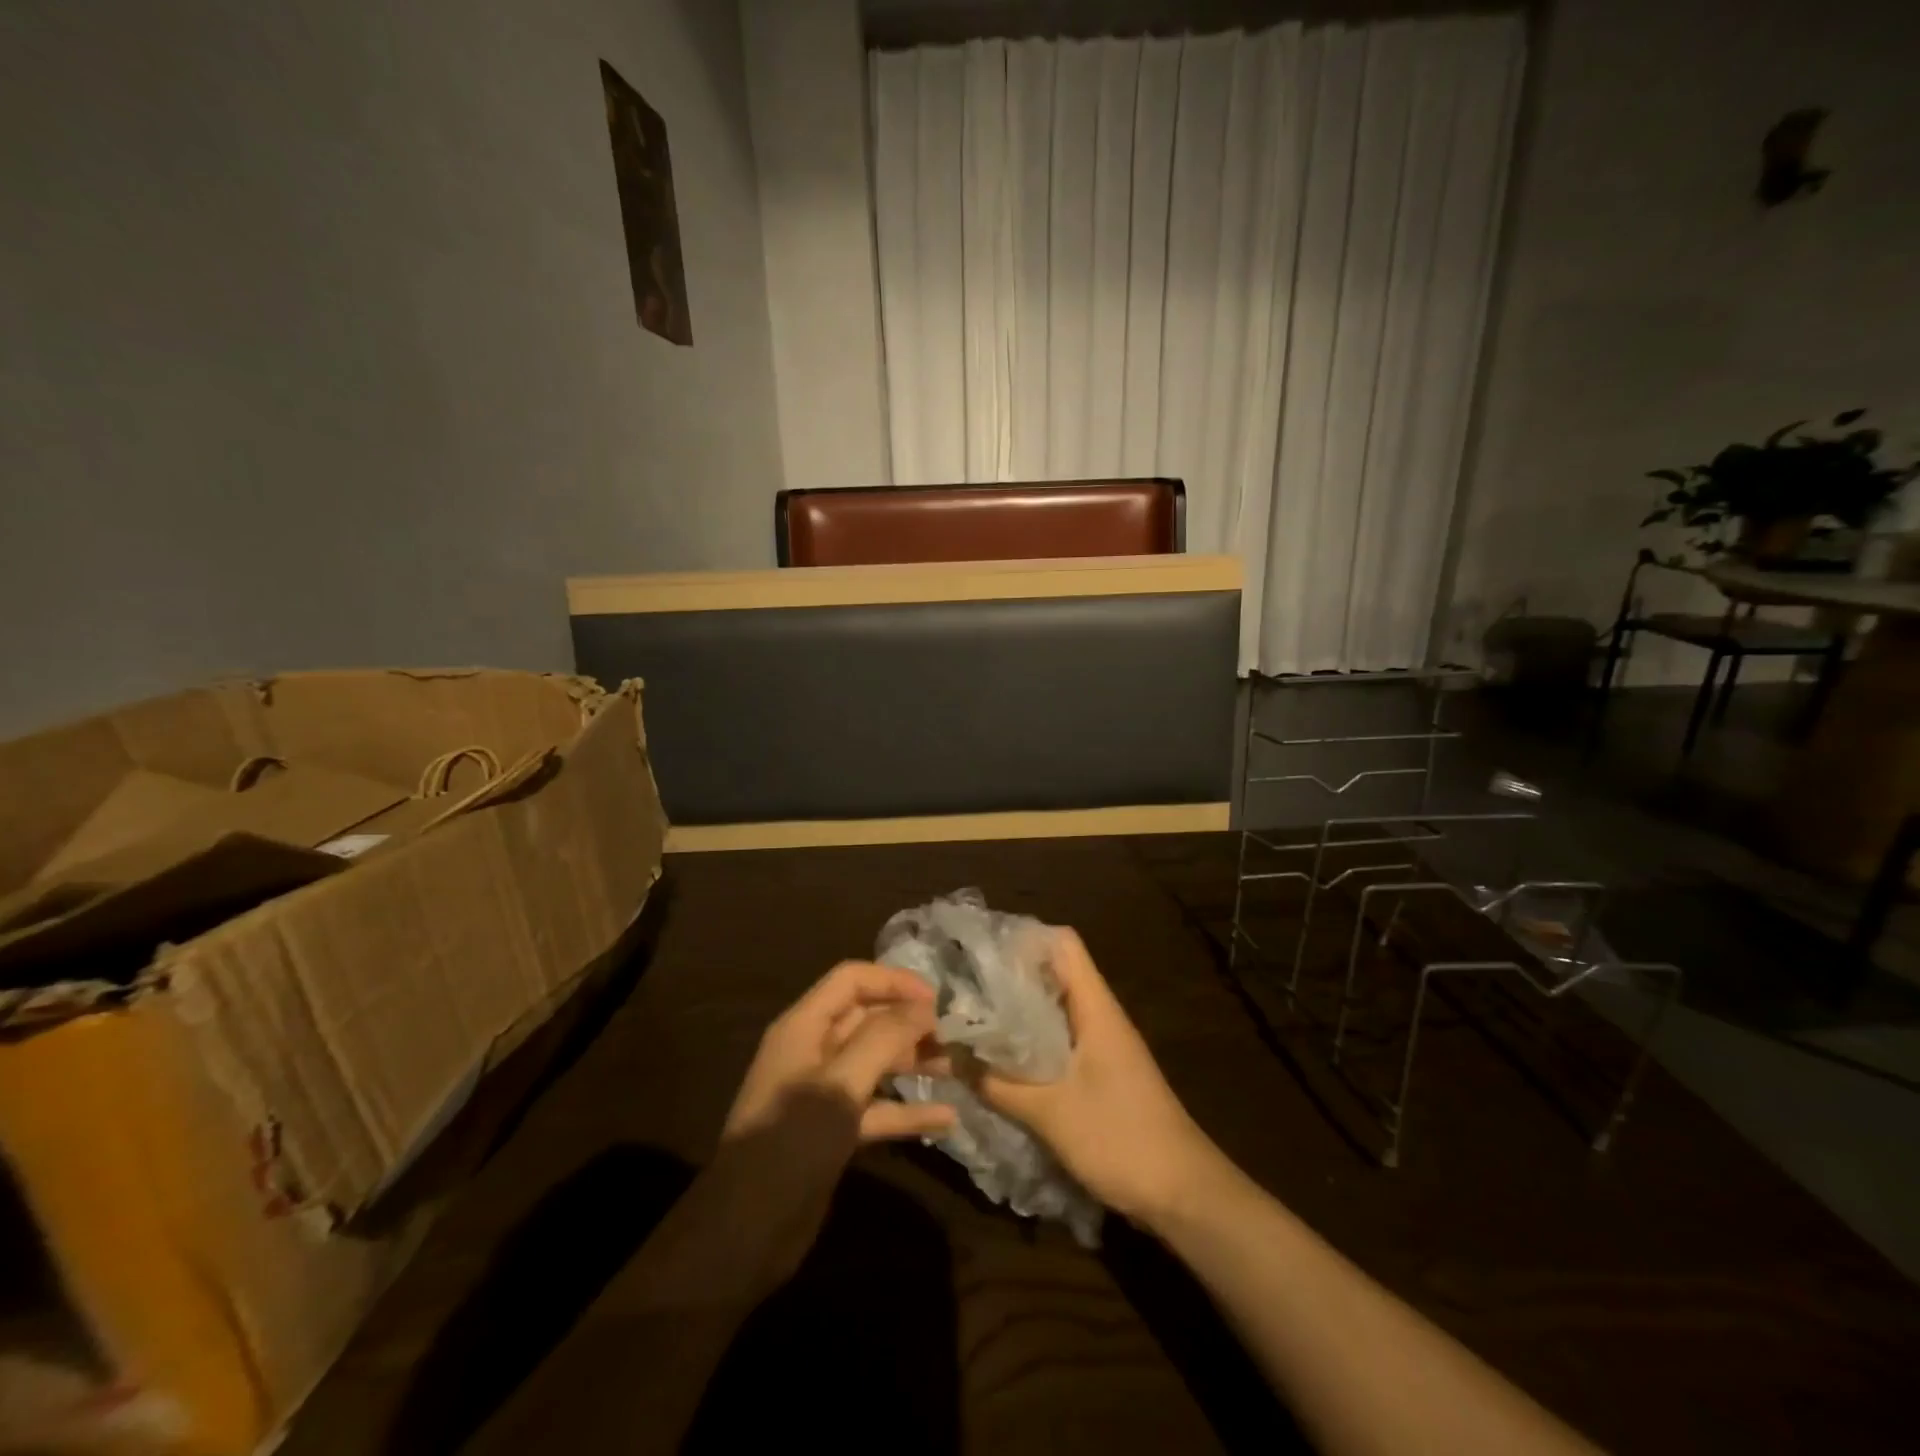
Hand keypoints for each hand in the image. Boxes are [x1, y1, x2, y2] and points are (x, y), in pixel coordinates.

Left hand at [710, 962, 956, 1288]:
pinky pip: (877, 1108)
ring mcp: (823, 1093)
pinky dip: (907, 1109)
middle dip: (908, 1022)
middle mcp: (813, 1051)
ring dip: (913, 1062)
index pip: (852, 980)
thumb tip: (924, 1006)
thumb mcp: (841, 1084)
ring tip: (957, 1067)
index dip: (894, 981)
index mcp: (804, 1027)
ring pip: (875, 1063)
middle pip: (866, 1019)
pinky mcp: (833, 1131)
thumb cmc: (792, 1142)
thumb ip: (884, 1038)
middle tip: (954, 1035)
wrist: (746, 1233)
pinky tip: (946, 1117)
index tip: (937, 1000)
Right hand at [971, 928, 1223, 1227]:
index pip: (1063, 944)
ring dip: (1016, 1014)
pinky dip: (1029, 1044)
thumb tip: (947, 1058)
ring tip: (970, 1019)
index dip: (1022, 938)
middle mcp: (1099, 1016)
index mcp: (1095, 1007)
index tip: (979, 951)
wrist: (1185, 1195)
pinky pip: (1058, 1043)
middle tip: (961, 986)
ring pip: (1053, 1011)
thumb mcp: (1051, 1113)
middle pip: (1053, 974)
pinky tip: (998, 1061)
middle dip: (1008, 977)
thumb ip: (998, 1083)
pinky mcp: (1100, 1074)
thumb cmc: (1122, 1139)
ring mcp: (1101, 1046)